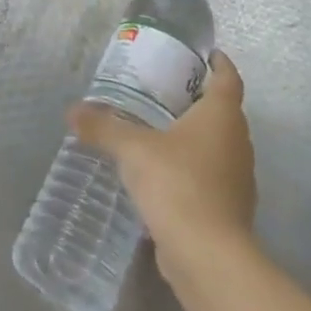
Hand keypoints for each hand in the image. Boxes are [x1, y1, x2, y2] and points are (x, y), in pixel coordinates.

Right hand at [69, 48, 256, 273]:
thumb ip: (103, 128)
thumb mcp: (132, 150)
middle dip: (200, 100)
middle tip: (166, 91)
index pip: (229, 78)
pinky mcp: (230, 209)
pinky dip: (193, 168)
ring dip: (196, 136)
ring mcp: (238, 178)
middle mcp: (238, 142)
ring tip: (160, 130)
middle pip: (224, 111)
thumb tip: (72, 111)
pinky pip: (212, 175)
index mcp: (222, 116)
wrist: (207, 256)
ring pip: (219, 145)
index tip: (206, 54)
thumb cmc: (177, 184)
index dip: (219, 63)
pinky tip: (164, 174)